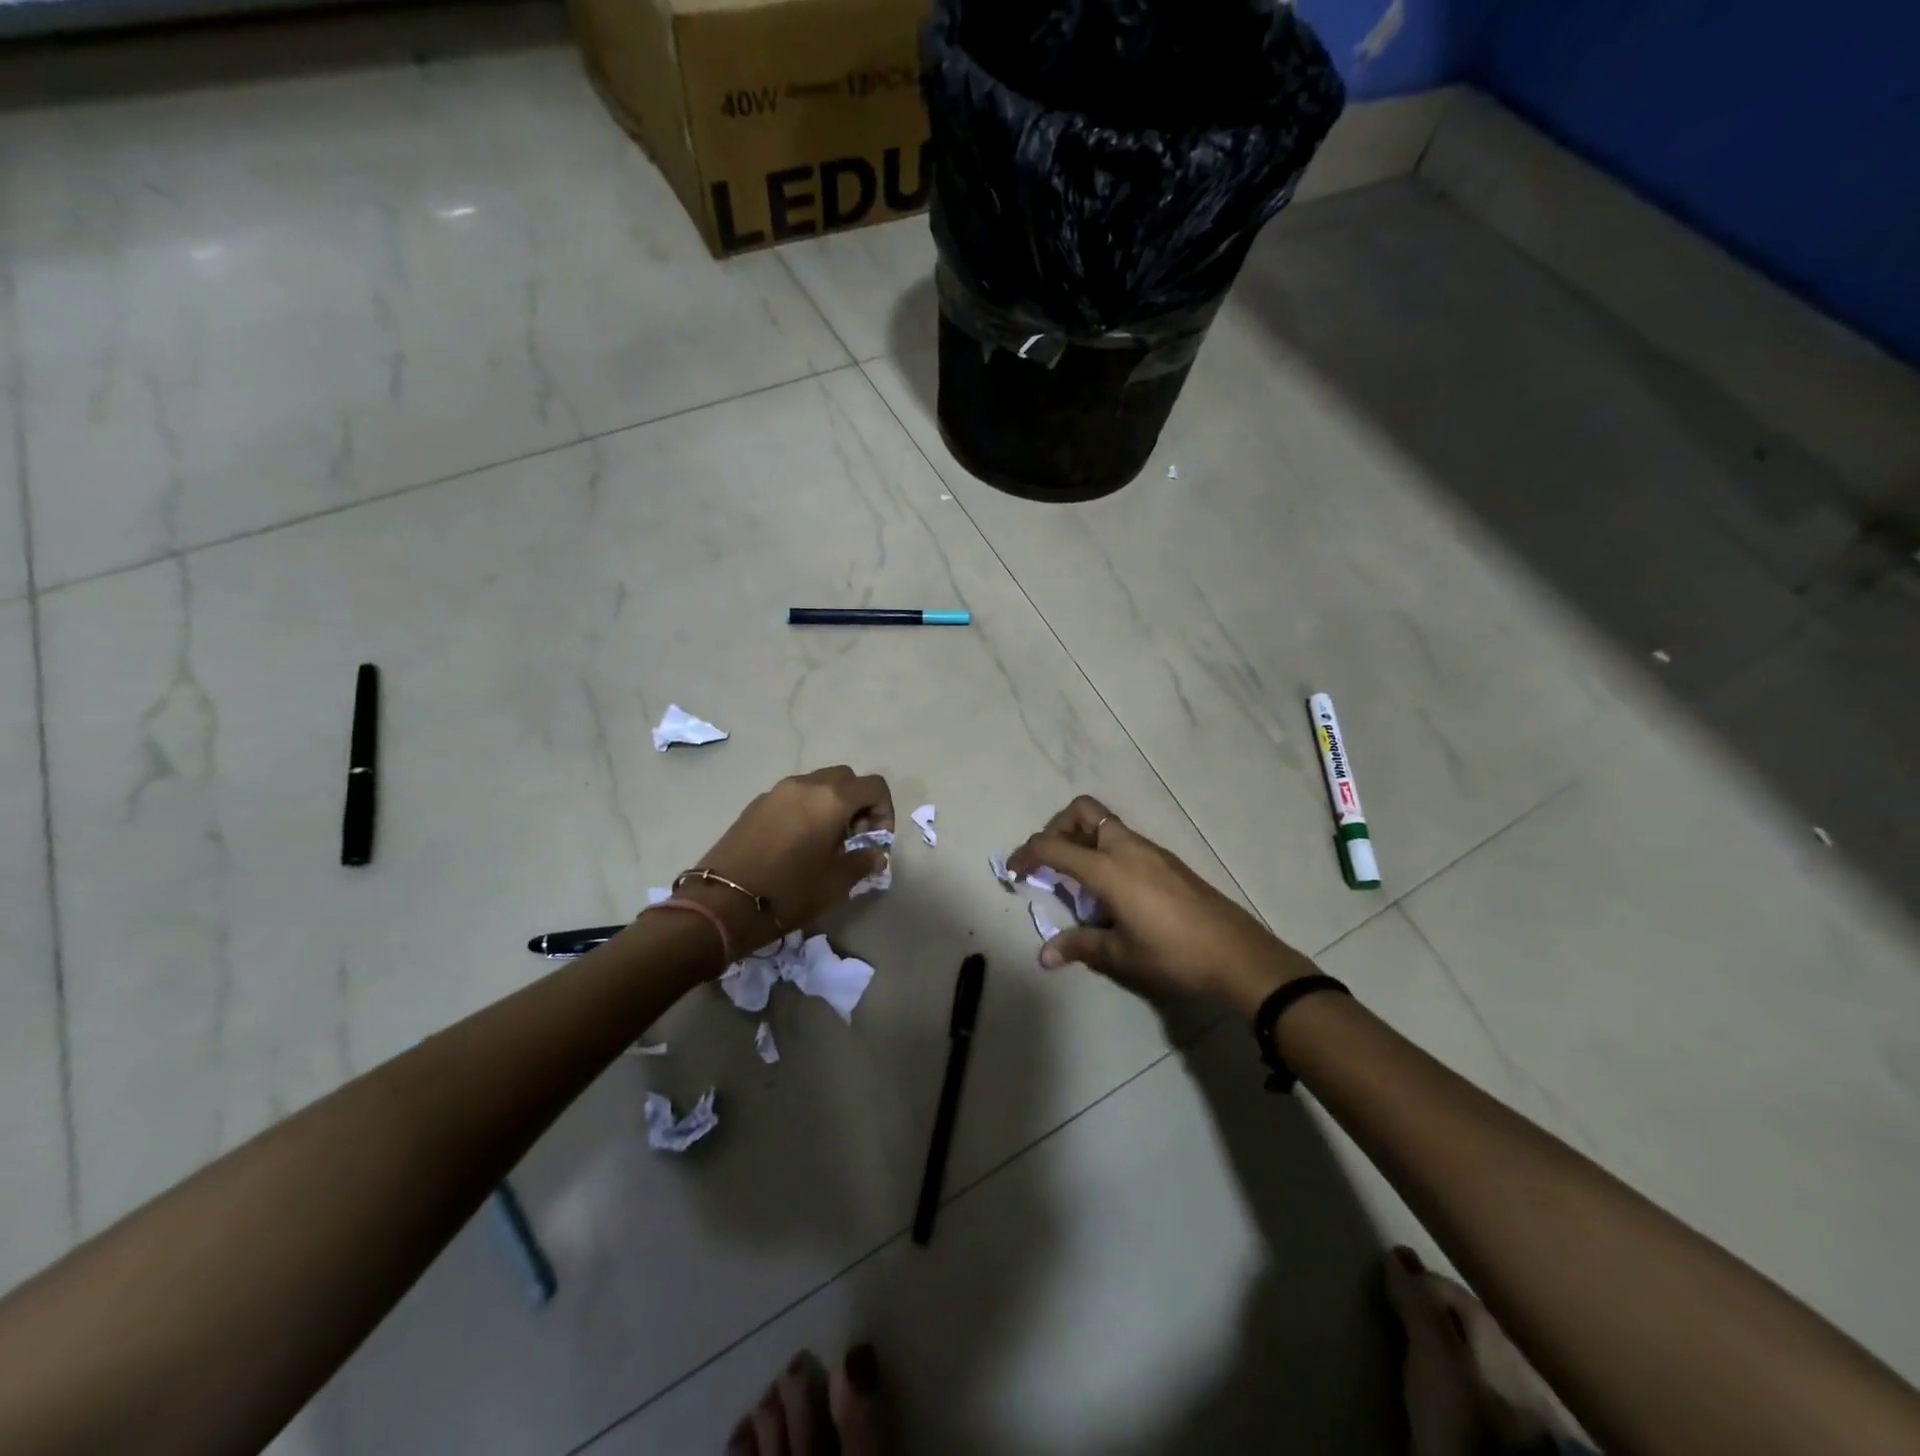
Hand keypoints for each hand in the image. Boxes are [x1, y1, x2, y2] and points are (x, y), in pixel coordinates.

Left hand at [678, 766, 893, 959]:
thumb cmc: (790, 891)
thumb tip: (875, 853)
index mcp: (832, 799)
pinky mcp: (755, 804)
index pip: (874, 786)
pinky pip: (792, 796)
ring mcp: (777, 791)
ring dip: (831, 804)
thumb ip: (863, 861)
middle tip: (854, 837)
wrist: (723, 902)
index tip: (876, 840)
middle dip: (858, 802)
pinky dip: (805, 809)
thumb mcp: (836, 882)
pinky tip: (797, 843)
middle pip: (845, 778)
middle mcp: (806, 784)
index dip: (884, 810)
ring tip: (825, 841)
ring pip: (817, 784)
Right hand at [1006, 795, 1313, 1014]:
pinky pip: (1124, 841)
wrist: (1238, 955)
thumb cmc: (1174, 954)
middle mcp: (1127, 847)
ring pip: (1105, 824)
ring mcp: (1151, 850)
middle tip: (1050, 863)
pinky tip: (1112, 892)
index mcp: (1108, 868)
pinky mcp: (1167, 860)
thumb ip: (1080, 946)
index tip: (1013, 871)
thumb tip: (1044, 956)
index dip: (1026, 854)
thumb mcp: (1121, 955)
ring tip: (1080, 884)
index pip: (1053, 846)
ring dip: (1082, 840)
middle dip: (1057, 828)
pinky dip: (1105, 852)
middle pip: (1082, 811)